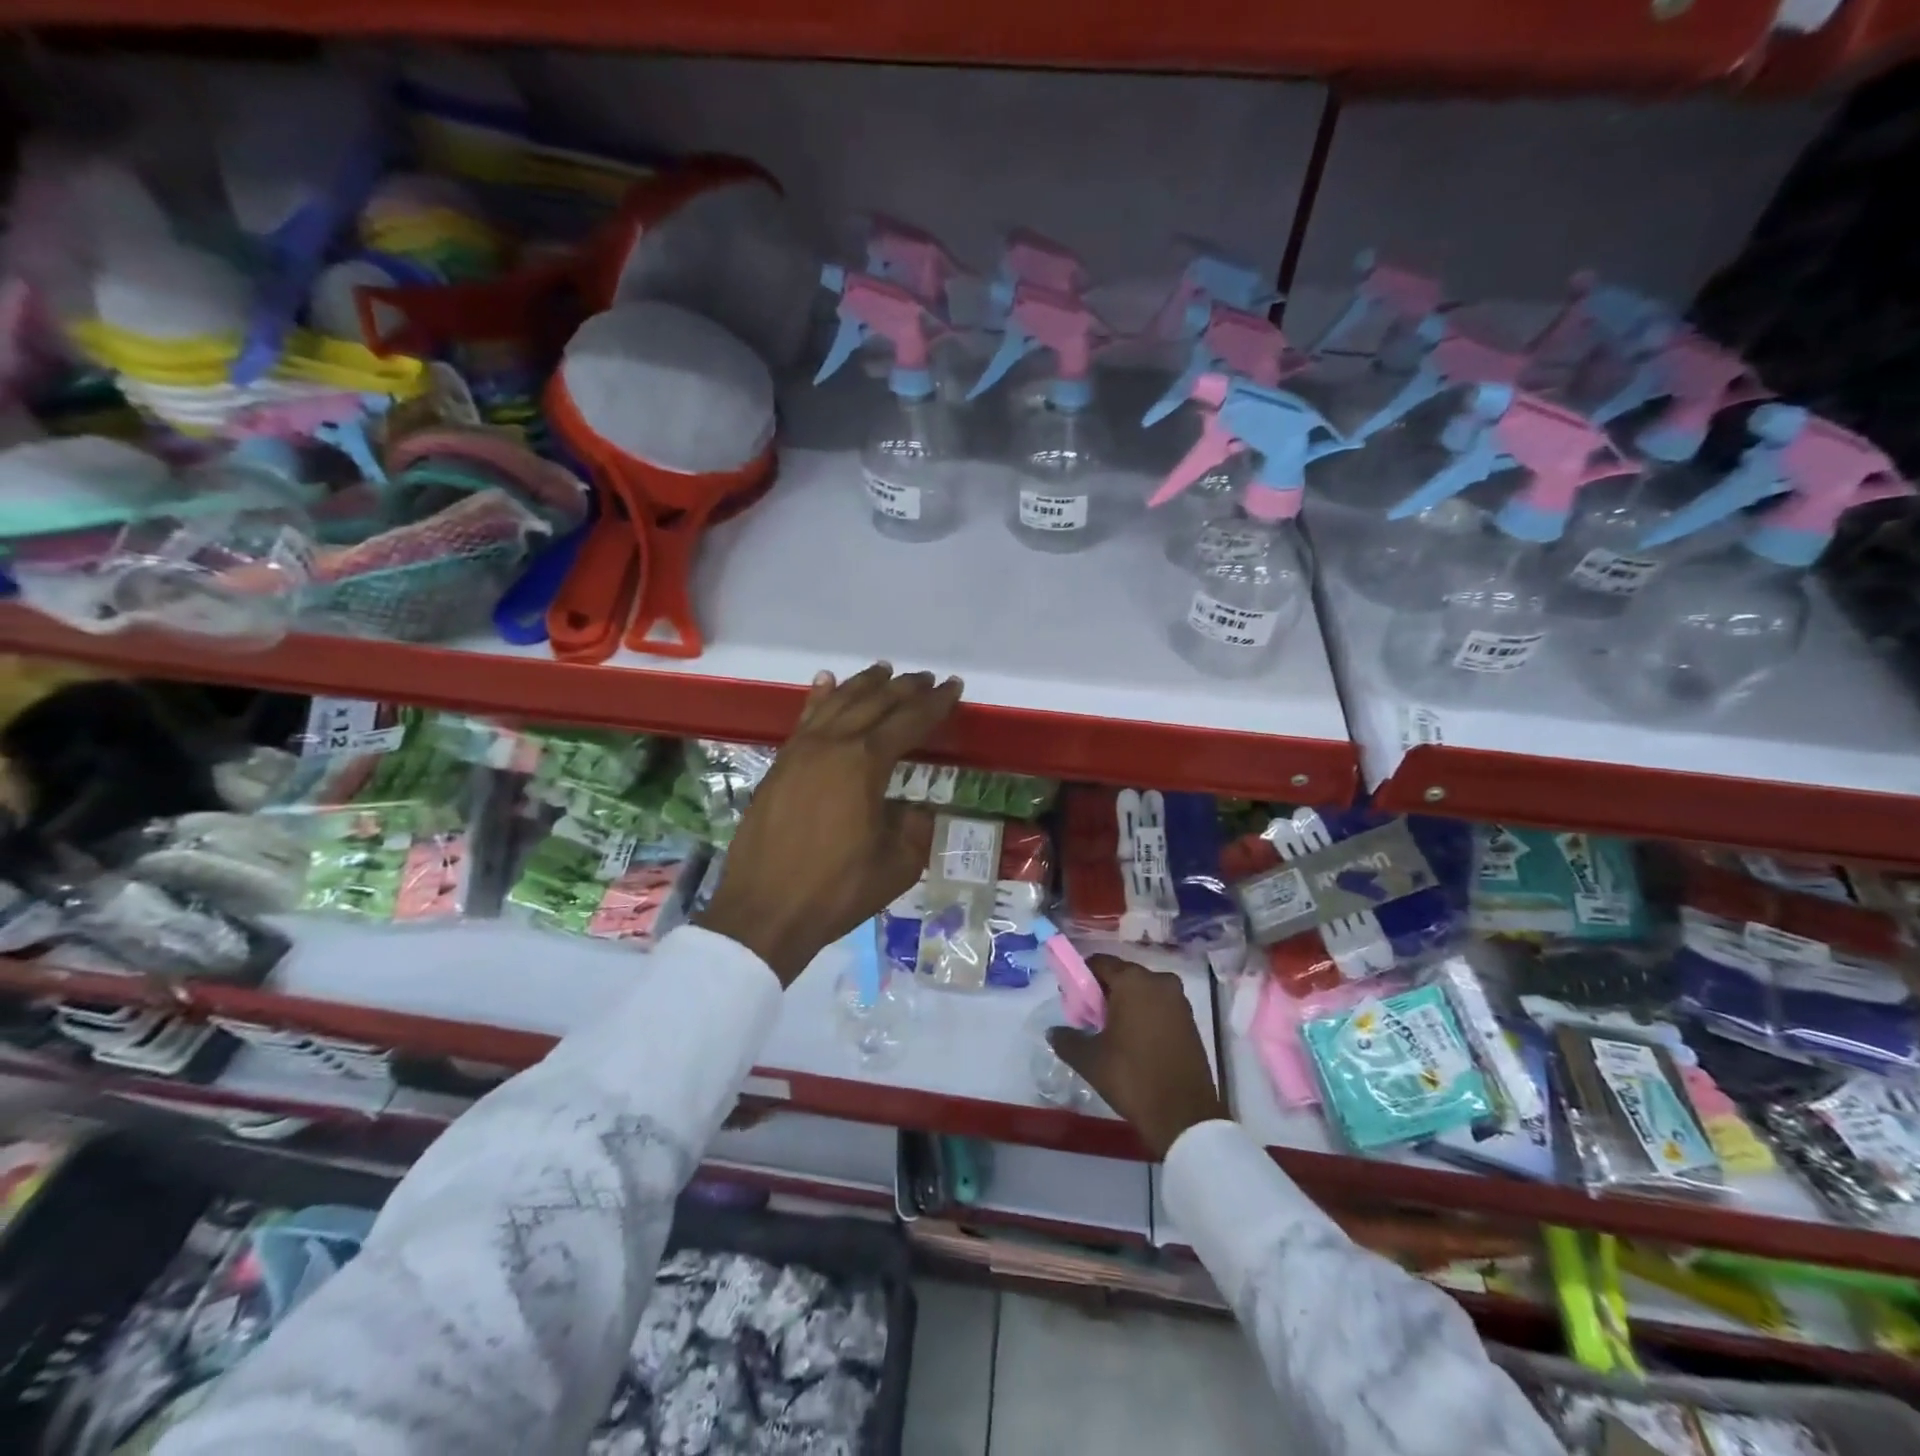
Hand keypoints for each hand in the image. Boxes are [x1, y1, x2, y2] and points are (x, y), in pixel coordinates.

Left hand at [698, 664, 962, 984]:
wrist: (765, 910)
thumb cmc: (837, 890)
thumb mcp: (898, 864)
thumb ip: (913, 827)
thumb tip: (913, 809)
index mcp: (865, 764)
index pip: (908, 722)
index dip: (935, 704)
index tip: (953, 687)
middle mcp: (832, 745)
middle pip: (874, 703)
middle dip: (904, 688)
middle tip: (926, 678)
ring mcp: (800, 752)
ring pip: (837, 703)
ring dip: (864, 685)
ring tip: (884, 671)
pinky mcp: (779, 765)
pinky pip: (804, 719)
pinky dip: (820, 698)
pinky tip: (826, 682)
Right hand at [1047, 956, 1227, 1159]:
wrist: (1184, 1116)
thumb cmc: (1132, 1077)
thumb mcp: (1090, 1060)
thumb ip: (1066, 1039)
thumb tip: (1053, 1031)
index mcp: (1133, 981)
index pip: (1099, 963)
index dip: (1081, 978)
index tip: (1072, 1001)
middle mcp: (1159, 981)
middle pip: (1122, 975)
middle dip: (1103, 993)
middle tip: (1089, 1020)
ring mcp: (1179, 1001)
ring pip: (1142, 991)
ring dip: (1125, 1004)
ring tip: (1111, 1034)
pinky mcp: (1190, 1020)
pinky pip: (1159, 1006)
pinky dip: (1145, 1015)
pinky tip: (1134, 1042)